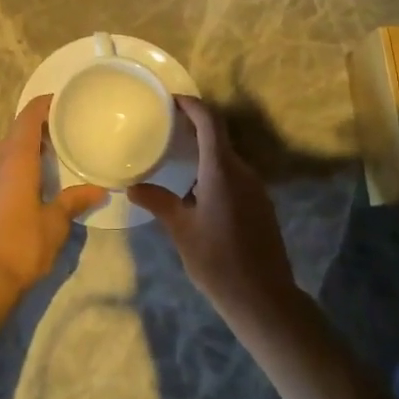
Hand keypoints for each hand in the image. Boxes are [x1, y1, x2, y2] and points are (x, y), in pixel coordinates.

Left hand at [0, 96, 105, 296]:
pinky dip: (21, 160)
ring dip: (29, 143)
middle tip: (67, 123)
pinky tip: (38, 175)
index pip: (28, 118)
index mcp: (16, 159)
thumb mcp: (55, 223)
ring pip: (8, 149)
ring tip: (56, 146)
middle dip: (39, 123)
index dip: (43, 104)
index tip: (63, 98)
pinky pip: (4, 165)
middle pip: (17, 130)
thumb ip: (74, 201)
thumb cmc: (21, 244)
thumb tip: (99, 189)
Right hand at [130, 97, 296, 319]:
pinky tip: (195, 190)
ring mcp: (255, 189)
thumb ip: (159, 203)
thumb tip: (133, 187)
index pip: (210, 122)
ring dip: (204, 152)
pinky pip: (234, 176)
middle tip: (166, 128)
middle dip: (194, 127)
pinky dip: (214, 171)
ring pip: (227, 158)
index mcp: (222, 171)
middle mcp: (242, 172)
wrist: (264, 299)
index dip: (193, 105)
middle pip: (219, 137)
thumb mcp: (182, 231)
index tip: (173, 99)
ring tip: (176, 157)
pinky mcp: (260, 206)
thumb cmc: (218, 261)